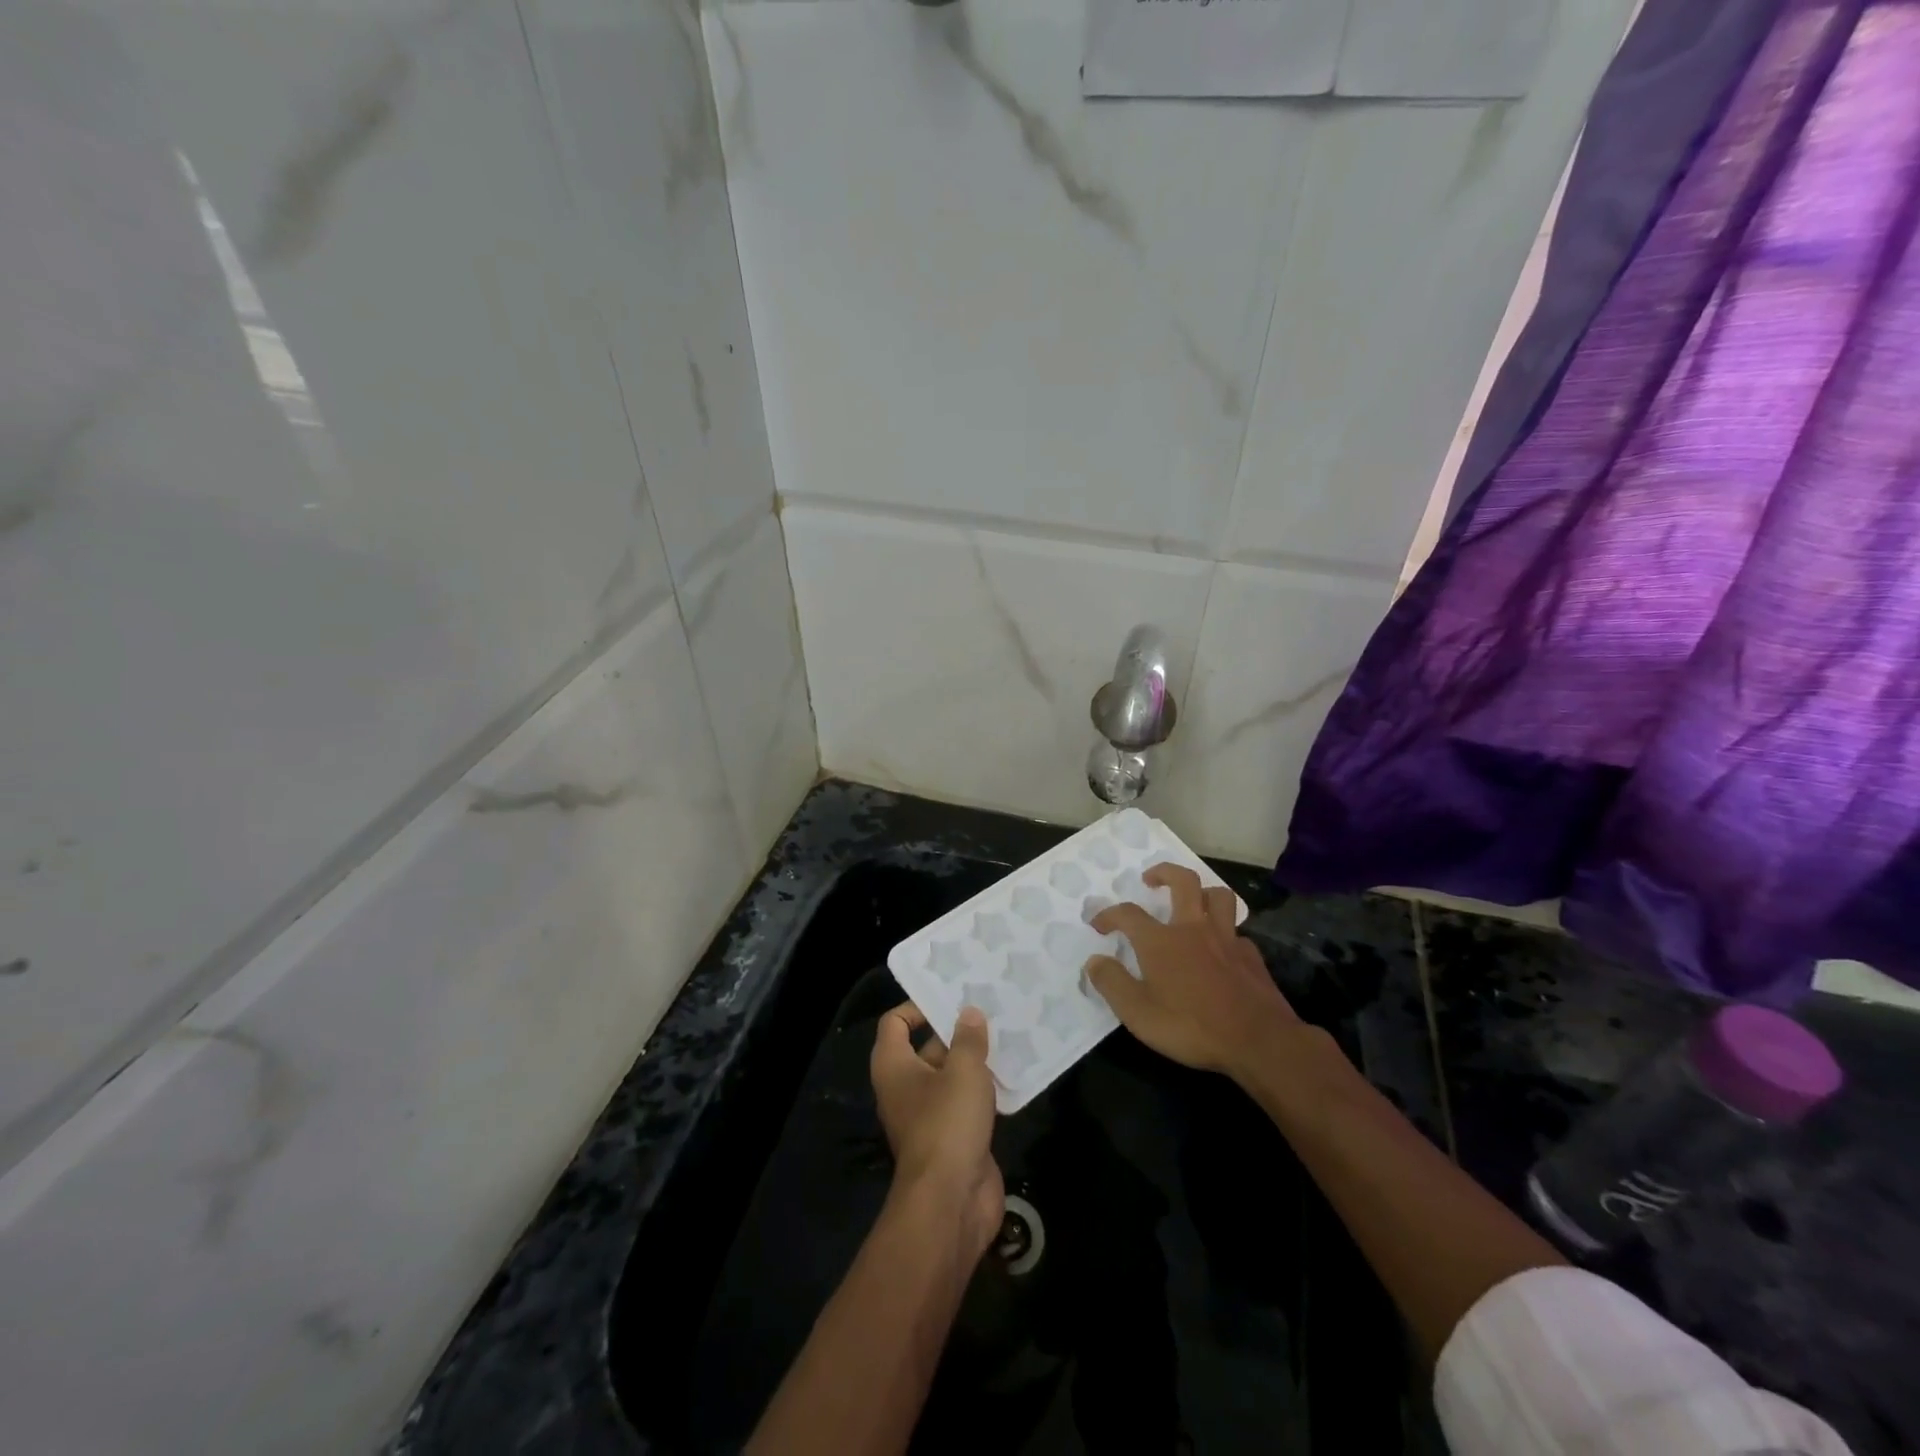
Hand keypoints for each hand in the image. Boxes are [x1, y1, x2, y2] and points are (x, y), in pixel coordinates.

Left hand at [871, 1002, 1003, 1257]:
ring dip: (975, 1060)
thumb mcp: (962, 1072)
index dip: (918, 1006)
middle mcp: (906, 1088)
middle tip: (990, 1009)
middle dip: (956, 1031)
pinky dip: (986, 1089)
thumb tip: (969, 1013)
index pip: (895, 1023)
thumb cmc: (947, 1124)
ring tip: (1007, 1033)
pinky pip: (967, 1102)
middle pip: (927, 1047)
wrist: (951, 1202)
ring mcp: (929, 1115)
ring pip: (951, 1076)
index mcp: (894, 1066)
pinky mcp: (953, 1137)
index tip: (950, 998)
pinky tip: (1014, 1073)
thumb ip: (968, 1039)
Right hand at [1085, 863, 1299, 1080]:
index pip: (1128, 914)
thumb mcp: (1138, 1013)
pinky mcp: (1251, 956)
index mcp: (1161, 941)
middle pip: (1183, 881)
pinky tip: (1220, 949)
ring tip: (1191, 902)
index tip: (1098, 925)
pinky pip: (1237, 932)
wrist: (1258, 1042)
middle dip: (1164, 872)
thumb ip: (1112, 983)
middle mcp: (1193, 929)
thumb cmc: (1190, 1026)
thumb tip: (1094, 961)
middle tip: (1150, 879)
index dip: (1109, 914)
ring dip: (1202, 892)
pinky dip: (1225, 933)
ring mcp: (1227, 939)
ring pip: (1218, 896)